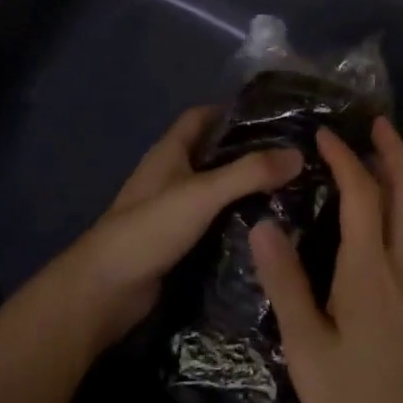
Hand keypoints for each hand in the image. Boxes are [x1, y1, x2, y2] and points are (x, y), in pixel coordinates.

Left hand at [51, 106, 301, 347]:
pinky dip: (233, 220)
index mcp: (168, 153)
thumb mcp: (203, 194)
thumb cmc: (150, 229)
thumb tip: (299, 154)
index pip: (200, 117)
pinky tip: (262, 228)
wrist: (104, 291)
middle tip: (289, 157)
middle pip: (210, 153)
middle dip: (245, 152)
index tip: (271, 116)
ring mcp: (169, 210)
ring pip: (212, 190)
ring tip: (287, 190)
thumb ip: (249, 173)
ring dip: (242, 189)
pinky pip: (210, 222)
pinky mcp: (174, 242)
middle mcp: (168, 176)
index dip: (230, 111)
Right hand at [251, 116, 402, 402]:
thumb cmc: (357, 401)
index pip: (363, 193)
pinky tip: (369, 216)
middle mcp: (400, 264)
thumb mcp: (307, 348)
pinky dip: (394, 205)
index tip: (323, 133)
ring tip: (372, 155)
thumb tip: (264, 224)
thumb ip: (286, 284)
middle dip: (395, 151)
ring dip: (398, 175)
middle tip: (376, 121)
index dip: (345, 157)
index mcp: (371, 269)